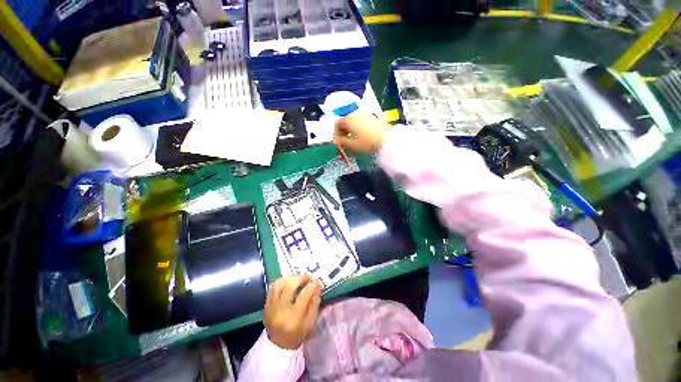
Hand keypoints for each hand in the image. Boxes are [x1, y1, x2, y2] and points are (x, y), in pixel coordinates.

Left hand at [264, 275, 322, 349]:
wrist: (278, 346)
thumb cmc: (298, 334)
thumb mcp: (311, 322)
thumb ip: (315, 303)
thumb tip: (318, 286)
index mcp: (294, 317)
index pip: (304, 295)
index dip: (313, 285)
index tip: (318, 282)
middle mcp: (281, 310)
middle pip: (290, 286)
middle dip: (301, 278)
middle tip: (308, 277)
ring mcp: (271, 307)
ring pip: (280, 284)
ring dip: (291, 278)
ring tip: (299, 278)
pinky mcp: (266, 305)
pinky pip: (272, 288)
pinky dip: (281, 281)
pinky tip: (288, 281)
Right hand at [334, 114, 392, 154]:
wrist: (387, 140)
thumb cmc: (368, 143)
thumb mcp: (352, 145)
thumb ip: (341, 142)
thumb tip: (335, 140)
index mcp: (349, 120)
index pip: (337, 123)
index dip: (335, 133)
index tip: (338, 141)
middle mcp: (357, 114)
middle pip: (346, 122)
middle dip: (343, 132)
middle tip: (345, 142)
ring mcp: (367, 115)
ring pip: (354, 122)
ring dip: (351, 130)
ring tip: (354, 141)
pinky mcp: (374, 118)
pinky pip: (362, 122)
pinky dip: (359, 129)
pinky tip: (363, 137)